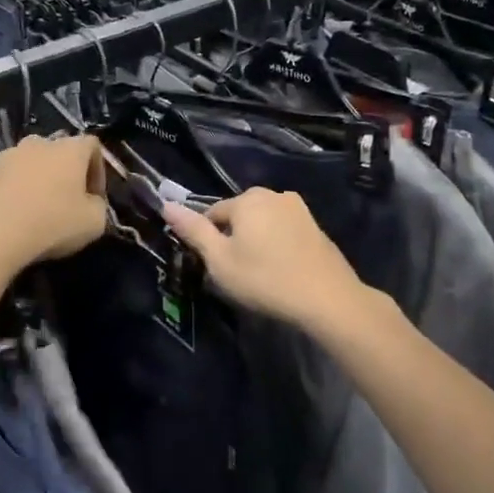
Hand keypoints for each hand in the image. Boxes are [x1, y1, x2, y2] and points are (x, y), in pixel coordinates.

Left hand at [0, 134, 106, 274]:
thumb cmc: (52, 224)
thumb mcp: (95, 223)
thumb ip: (99, 206)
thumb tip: (90, 202)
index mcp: (69, 149)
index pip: (92, 146)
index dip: (98, 171)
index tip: (95, 197)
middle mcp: (38, 143)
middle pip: (58, 152)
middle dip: (65, 174)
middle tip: (67, 202)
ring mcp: (6, 156)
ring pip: (29, 163)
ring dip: (37, 181)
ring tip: (36, 210)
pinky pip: (6, 178)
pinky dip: (13, 191)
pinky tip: (12, 215)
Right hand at [161, 188, 368, 331]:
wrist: (327, 298)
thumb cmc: (265, 279)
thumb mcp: (220, 260)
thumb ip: (193, 230)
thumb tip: (166, 204)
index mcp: (246, 199)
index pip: (211, 214)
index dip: (208, 241)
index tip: (214, 267)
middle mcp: (273, 194)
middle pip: (238, 215)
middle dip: (233, 237)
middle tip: (236, 272)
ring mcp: (298, 208)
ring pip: (262, 222)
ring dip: (255, 241)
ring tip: (258, 273)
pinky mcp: (315, 226)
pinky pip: (283, 230)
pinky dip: (277, 245)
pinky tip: (280, 269)